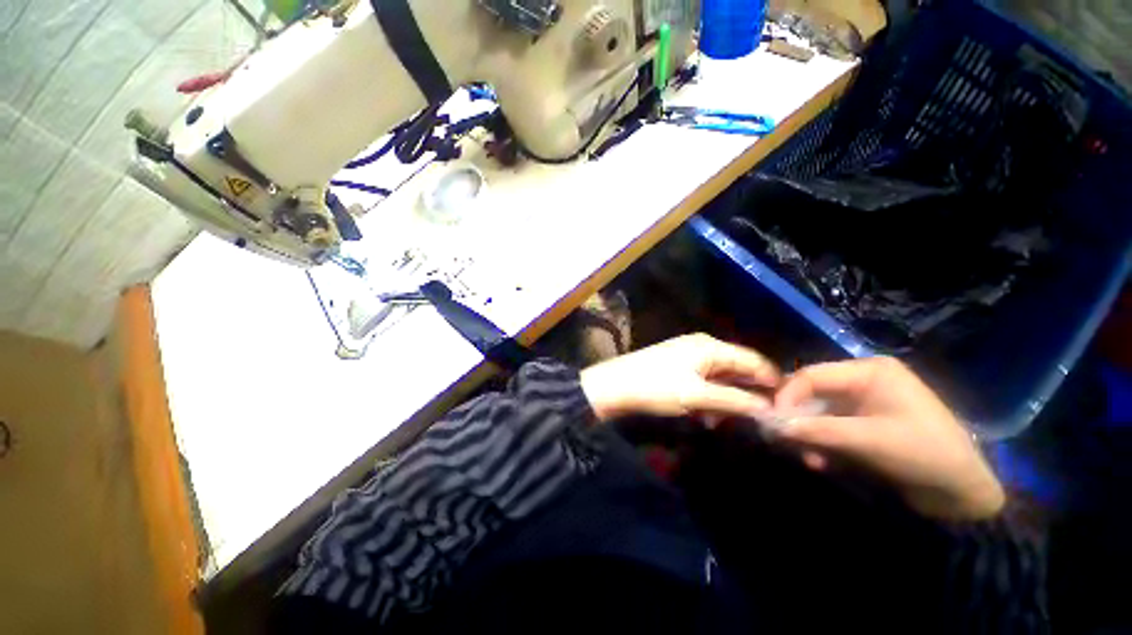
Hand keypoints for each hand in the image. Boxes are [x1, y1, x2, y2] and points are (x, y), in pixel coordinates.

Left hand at [580, 334, 780, 421]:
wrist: (615, 385)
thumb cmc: (656, 388)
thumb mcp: (697, 396)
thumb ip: (734, 400)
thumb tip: (768, 407)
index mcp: (710, 346)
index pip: (753, 360)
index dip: (771, 382)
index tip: (786, 407)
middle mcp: (702, 345)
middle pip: (736, 367)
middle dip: (746, 393)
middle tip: (756, 419)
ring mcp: (688, 353)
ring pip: (720, 375)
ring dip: (726, 397)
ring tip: (724, 420)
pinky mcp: (677, 364)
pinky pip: (704, 378)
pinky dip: (709, 395)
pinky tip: (705, 413)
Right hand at [774, 357, 1004, 521]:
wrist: (963, 493)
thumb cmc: (923, 454)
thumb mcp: (869, 441)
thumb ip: (818, 430)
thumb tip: (773, 425)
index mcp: (869, 371)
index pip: (812, 375)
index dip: (787, 396)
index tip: (773, 422)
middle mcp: (863, 380)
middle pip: (813, 393)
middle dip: (797, 418)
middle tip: (783, 441)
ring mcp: (864, 402)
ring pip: (818, 412)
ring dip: (808, 435)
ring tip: (808, 458)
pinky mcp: (865, 422)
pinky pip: (830, 426)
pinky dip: (821, 442)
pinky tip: (821, 461)